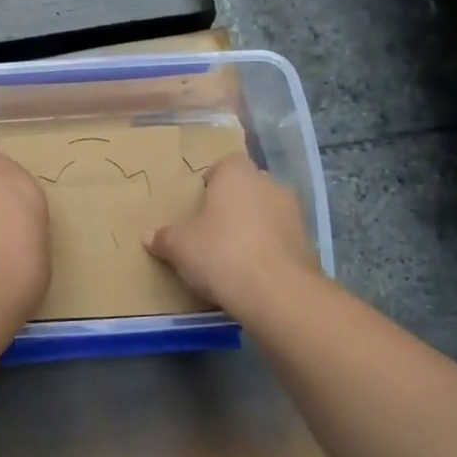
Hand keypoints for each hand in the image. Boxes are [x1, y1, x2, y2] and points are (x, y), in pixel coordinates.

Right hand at [144, 154, 318, 311]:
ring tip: (232, 255)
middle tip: (212, 230)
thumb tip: (149, 236)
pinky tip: (253, 272)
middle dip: (233, 205)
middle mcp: (269, 184)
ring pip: (267, 213)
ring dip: (253, 227)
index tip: (198, 206)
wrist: (275, 291)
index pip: (224, 165)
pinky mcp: (307, 243)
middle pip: (247, 188)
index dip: (210, 183)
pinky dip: (268, 249)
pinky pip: (280, 239)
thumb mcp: (179, 246)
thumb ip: (164, 237)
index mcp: (237, 174)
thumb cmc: (220, 252)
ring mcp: (294, 213)